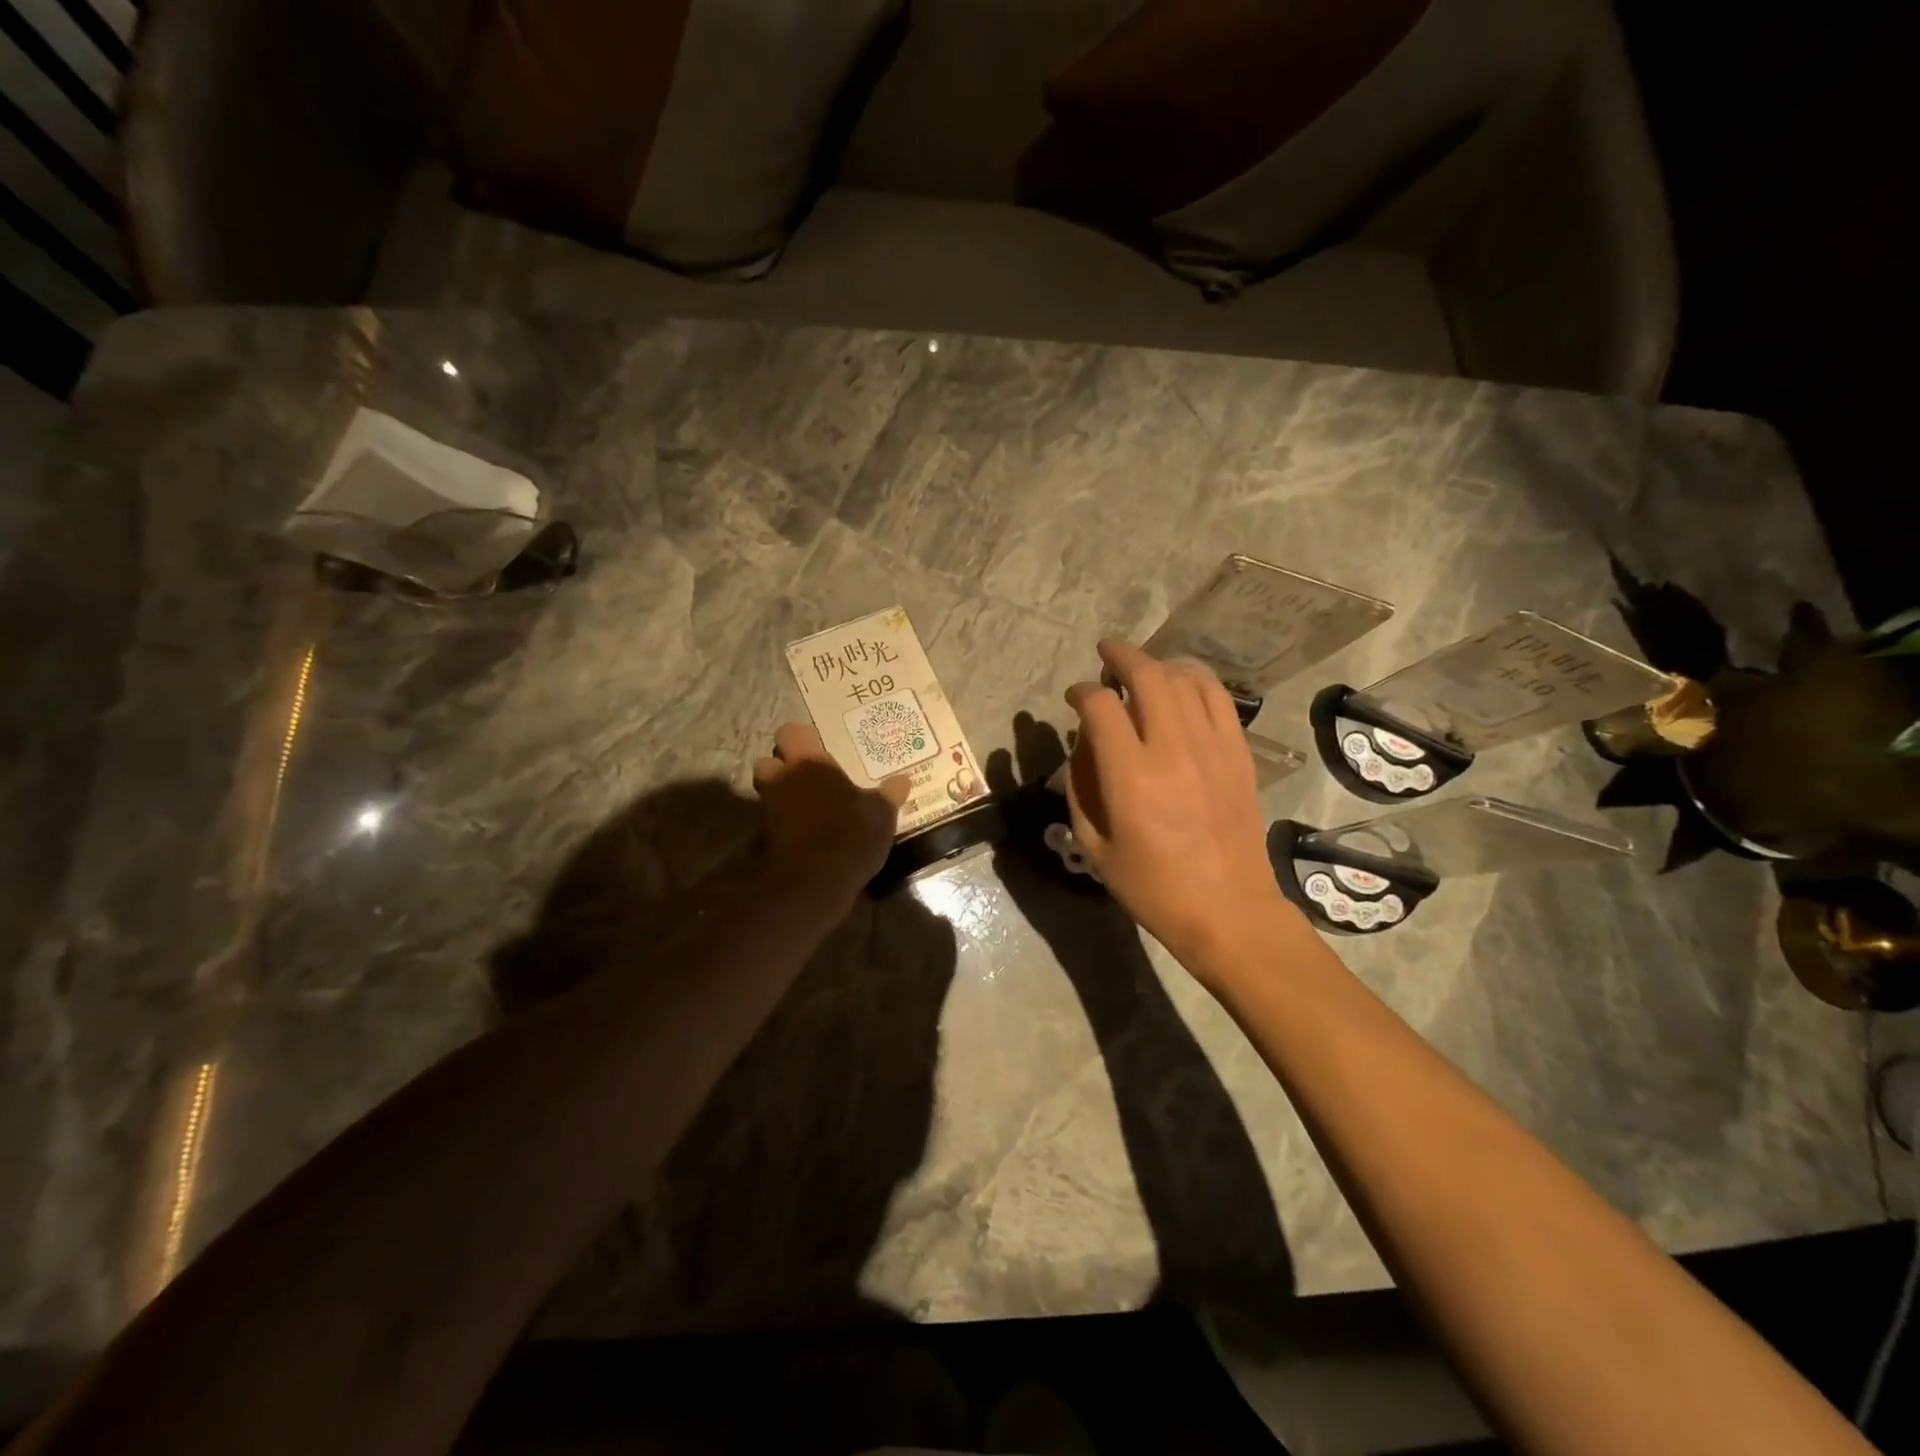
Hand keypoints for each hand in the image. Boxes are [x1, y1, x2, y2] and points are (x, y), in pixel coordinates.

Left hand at [753, 724, 908, 906]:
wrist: (813, 883)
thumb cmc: (850, 834)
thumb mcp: (881, 814)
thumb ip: (889, 794)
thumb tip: (904, 780)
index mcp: (809, 762)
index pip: (790, 732)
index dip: (801, 738)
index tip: (817, 747)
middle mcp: (782, 779)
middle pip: (769, 761)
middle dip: (782, 767)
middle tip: (809, 778)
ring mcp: (768, 809)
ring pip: (768, 792)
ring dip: (783, 797)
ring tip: (811, 809)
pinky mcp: (764, 839)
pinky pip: (773, 822)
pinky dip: (784, 825)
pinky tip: (807, 835)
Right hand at [1062, 641, 1293, 971]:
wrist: (1228, 910)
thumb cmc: (1152, 886)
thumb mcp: (1094, 845)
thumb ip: (1080, 786)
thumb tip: (1086, 744)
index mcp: (1130, 776)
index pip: (1100, 707)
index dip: (1081, 692)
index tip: (1074, 697)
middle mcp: (1172, 749)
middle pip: (1147, 676)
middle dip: (1119, 656)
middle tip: (1104, 654)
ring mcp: (1212, 747)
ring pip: (1184, 679)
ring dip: (1157, 665)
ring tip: (1141, 670)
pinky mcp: (1238, 753)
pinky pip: (1218, 698)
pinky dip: (1195, 680)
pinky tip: (1182, 684)